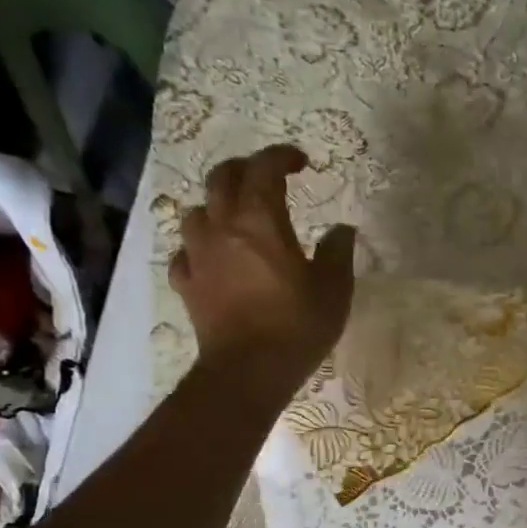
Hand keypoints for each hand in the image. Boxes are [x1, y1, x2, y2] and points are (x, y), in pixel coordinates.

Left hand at [169, 144, 356, 394]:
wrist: (249, 370)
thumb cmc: (297, 325)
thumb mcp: (334, 289)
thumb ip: (338, 252)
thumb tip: (342, 229)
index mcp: (260, 221)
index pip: (264, 169)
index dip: (280, 157)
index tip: (300, 162)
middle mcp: (222, 228)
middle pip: (221, 179)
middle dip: (244, 170)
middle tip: (265, 179)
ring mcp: (198, 257)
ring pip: (195, 213)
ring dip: (215, 207)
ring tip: (234, 218)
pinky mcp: (188, 285)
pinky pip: (184, 255)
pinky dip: (198, 249)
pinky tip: (211, 260)